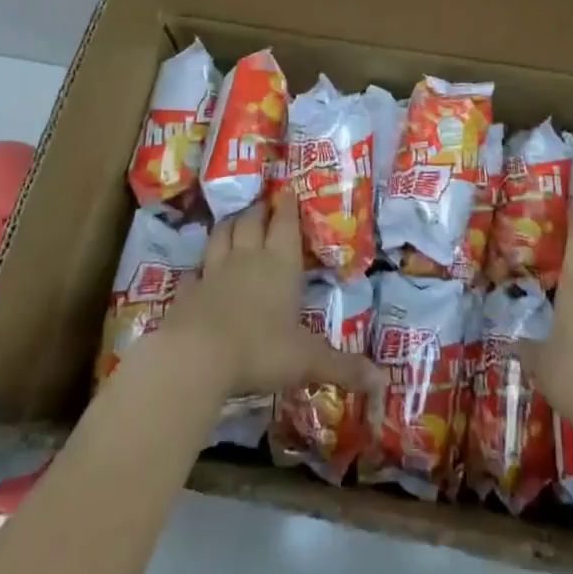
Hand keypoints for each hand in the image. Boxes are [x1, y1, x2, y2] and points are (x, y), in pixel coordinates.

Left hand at [160, 197, 382, 398]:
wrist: (197, 355)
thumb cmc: (261, 349)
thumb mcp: (308, 360)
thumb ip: (343, 367)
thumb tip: (384, 382)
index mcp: (280, 265)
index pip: (286, 225)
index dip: (288, 207)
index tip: (288, 191)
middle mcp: (248, 259)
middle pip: (251, 222)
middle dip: (259, 210)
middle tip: (263, 204)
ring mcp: (214, 272)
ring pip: (221, 236)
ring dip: (229, 225)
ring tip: (234, 220)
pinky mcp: (188, 291)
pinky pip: (194, 271)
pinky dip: (199, 266)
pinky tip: (199, 269)